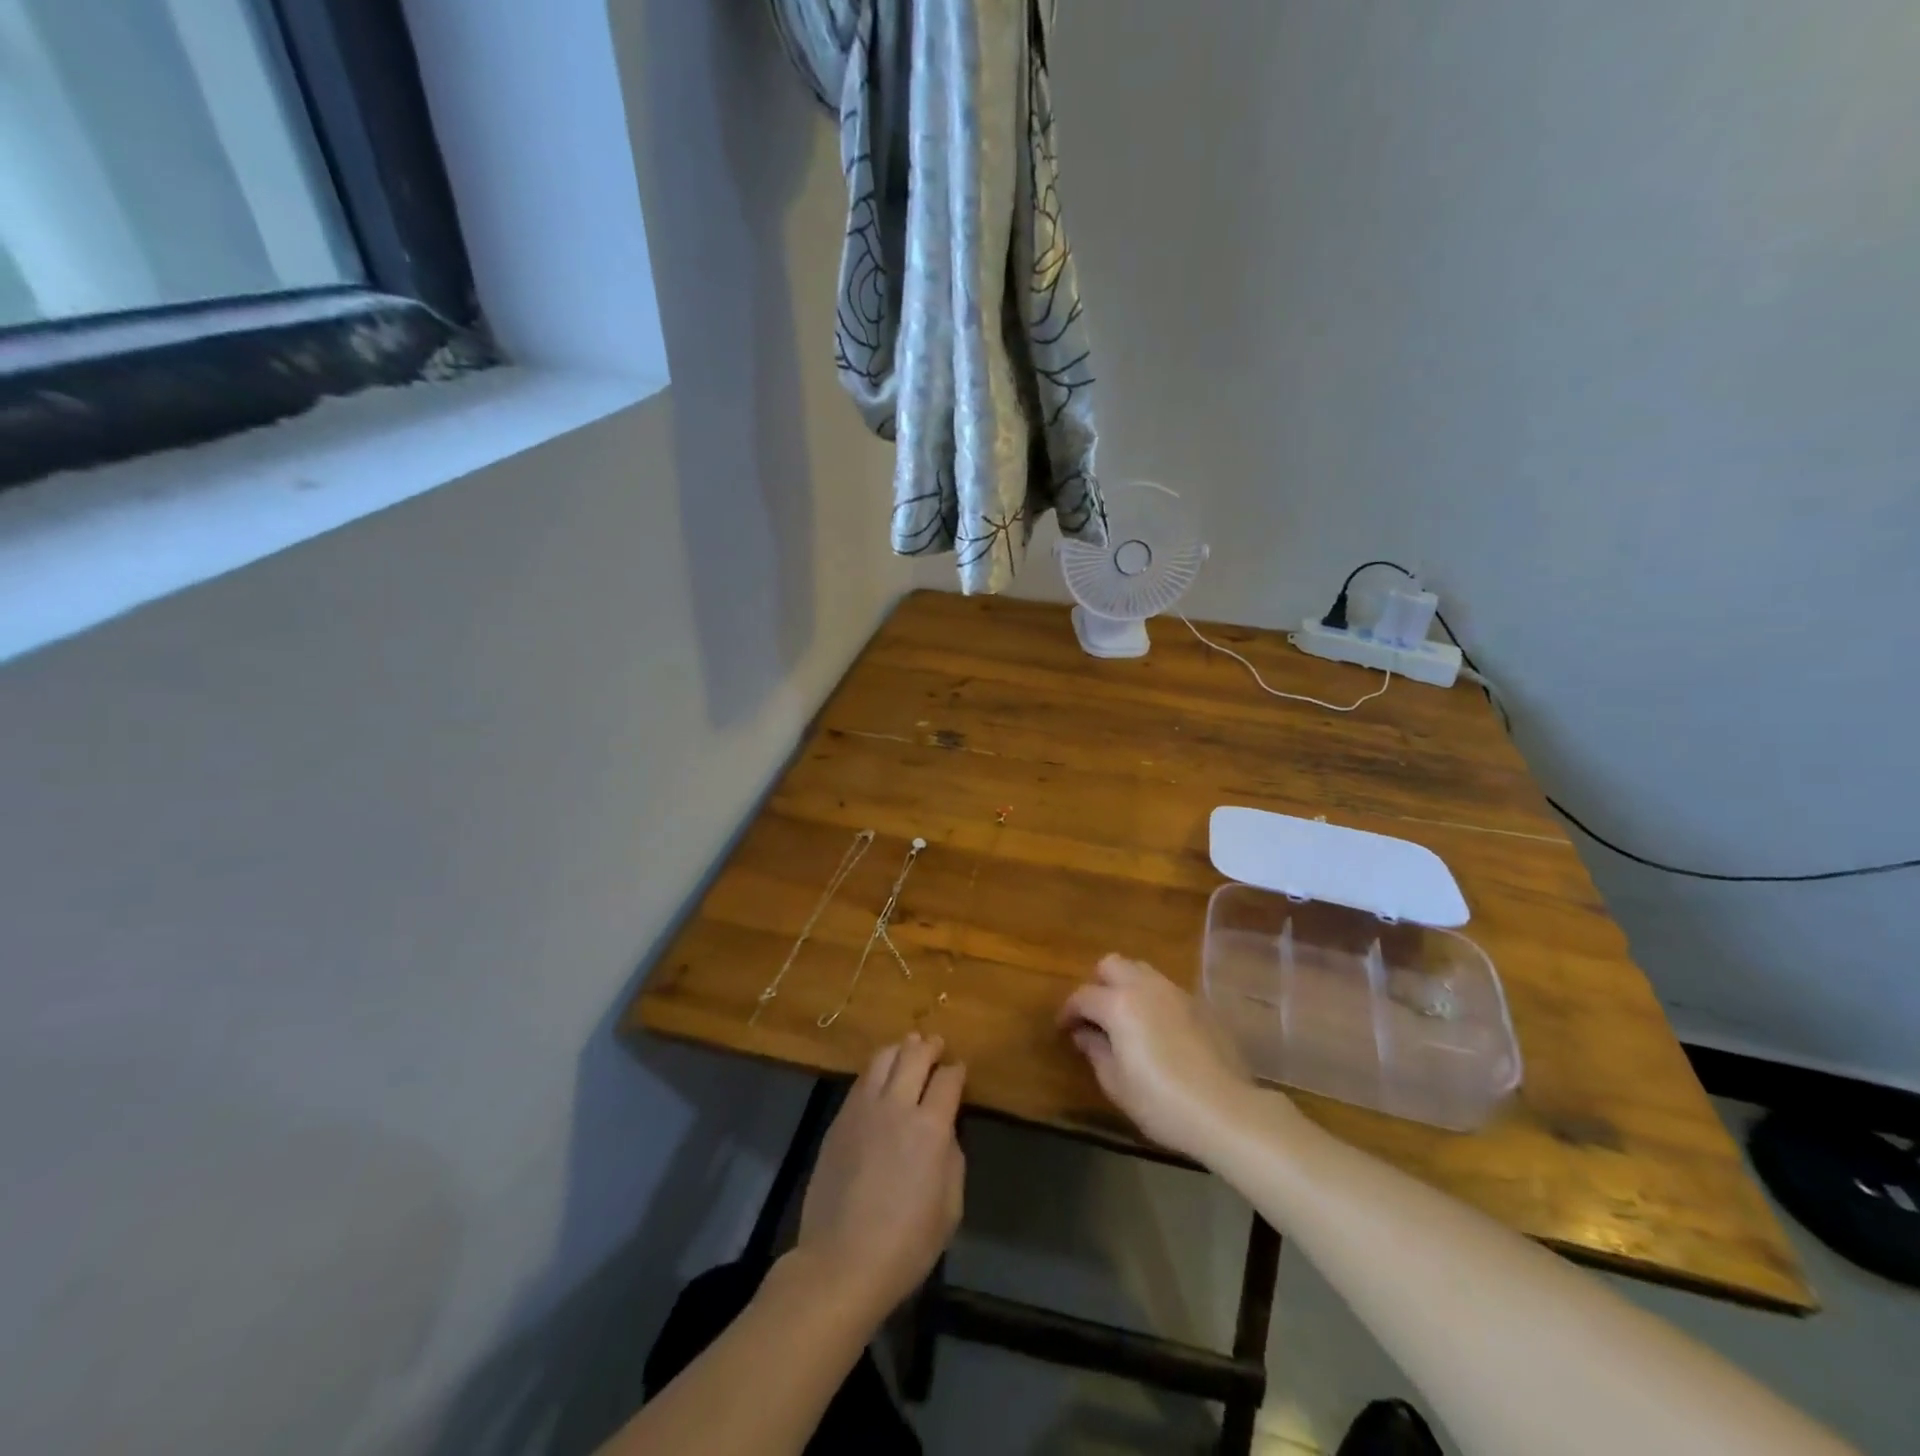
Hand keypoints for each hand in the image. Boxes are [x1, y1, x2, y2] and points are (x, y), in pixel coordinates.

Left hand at [794, 1033, 965, 1320]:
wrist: (842, 1262)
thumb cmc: (906, 1244)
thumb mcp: (950, 1206)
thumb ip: (952, 1158)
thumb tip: (945, 1131)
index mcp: (930, 1127)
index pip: (948, 1079)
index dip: (957, 1070)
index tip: (959, 1070)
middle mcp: (896, 1106)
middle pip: (914, 1055)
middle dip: (929, 1046)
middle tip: (936, 1044)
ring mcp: (863, 1109)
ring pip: (883, 1058)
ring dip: (900, 1049)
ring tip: (908, 1049)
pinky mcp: (839, 1120)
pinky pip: (861, 1080)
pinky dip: (876, 1070)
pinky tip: (881, 1076)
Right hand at [1058, 954, 1257, 1155]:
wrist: (1226, 1110)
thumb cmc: (1162, 1102)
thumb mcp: (1116, 1083)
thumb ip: (1095, 1051)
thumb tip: (1084, 1034)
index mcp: (1119, 1004)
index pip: (1083, 996)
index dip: (1068, 1011)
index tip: (1064, 1028)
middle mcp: (1145, 987)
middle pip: (1112, 965)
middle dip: (1097, 983)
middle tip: (1095, 1014)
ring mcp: (1176, 992)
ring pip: (1141, 970)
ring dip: (1126, 986)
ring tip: (1125, 1017)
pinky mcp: (1200, 1004)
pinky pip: (1166, 989)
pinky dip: (1152, 999)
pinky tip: (1157, 1028)